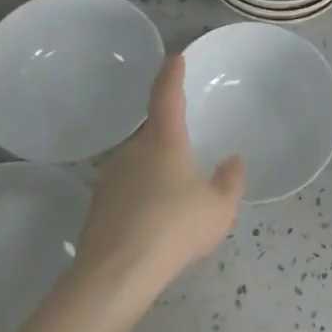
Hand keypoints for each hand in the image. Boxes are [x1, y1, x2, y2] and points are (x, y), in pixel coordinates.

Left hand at [73, 55, 244, 308]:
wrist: (116, 274)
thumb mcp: (219, 208)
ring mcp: (110, 176)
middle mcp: (133, 149)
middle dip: (169, 138)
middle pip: (152, 132)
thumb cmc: (174, 229)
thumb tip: (233, 160)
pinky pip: (125, 188)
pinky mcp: (98, 205)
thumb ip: (230, 181)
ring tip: (173, 196)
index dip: (172, 74)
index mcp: (164, 140)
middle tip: (187, 155)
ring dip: (154, 170)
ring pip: (138, 162)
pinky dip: (139, 195)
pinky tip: (152, 221)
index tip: (175, 57)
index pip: (167, 94)